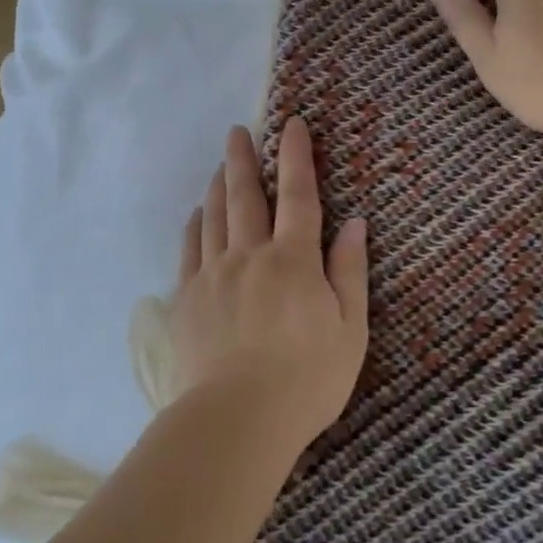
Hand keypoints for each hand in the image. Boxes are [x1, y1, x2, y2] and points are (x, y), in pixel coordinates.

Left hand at [170, 116, 369, 451]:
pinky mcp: (187, 299)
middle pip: (245, 196)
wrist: (238, 418)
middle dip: (243, 159)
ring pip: (213, 217)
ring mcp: (213, 275)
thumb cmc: (308, 378)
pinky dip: (194, 225)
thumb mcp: (350, 328)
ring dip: (217, 186)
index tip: (291, 124)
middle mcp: (250, 255)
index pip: (297, 194)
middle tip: (238, 131)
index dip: (295, 156)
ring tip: (219, 165)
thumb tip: (354, 222)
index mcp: (293, 260)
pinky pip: (189, 250)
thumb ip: (350, 271)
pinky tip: (196, 215)